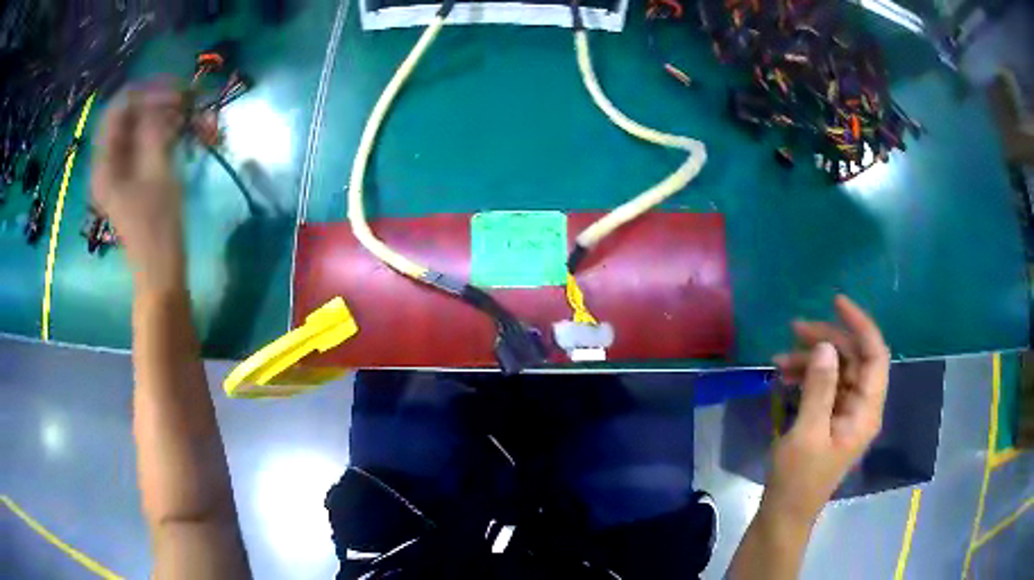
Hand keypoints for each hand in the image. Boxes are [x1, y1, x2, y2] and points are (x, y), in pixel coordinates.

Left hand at [92, 81, 185, 291]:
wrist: (160, 268)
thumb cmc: (157, 226)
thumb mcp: (157, 172)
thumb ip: (154, 130)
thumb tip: (159, 98)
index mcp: (104, 164)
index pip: (117, 109)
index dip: (144, 92)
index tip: (174, 88)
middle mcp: (106, 161)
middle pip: (126, 115)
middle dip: (155, 100)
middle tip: (184, 97)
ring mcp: (118, 169)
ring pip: (136, 125)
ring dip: (161, 113)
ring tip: (187, 112)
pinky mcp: (130, 175)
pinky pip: (142, 140)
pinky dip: (160, 129)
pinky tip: (180, 128)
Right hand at [767, 295, 890, 522]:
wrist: (783, 514)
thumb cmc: (798, 480)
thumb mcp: (807, 434)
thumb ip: (820, 388)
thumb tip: (825, 346)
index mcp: (866, 411)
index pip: (875, 355)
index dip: (860, 325)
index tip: (836, 302)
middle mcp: (861, 407)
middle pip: (854, 359)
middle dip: (827, 340)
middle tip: (794, 330)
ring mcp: (845, 413)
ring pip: (837, 371)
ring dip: (812, 360)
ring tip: (779, 359)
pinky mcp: (829, 420)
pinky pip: (824, 387)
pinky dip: (807, 377)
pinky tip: (784, 376)